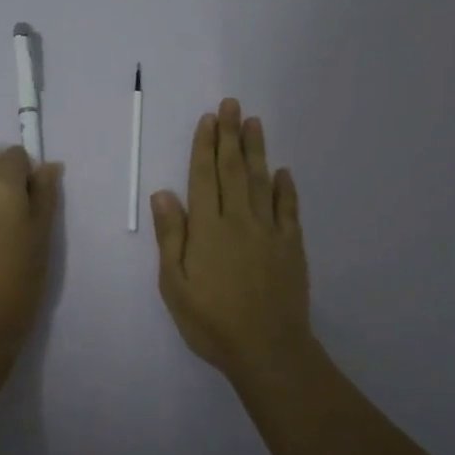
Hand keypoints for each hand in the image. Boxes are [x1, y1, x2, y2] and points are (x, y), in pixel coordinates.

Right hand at [151, 97, 310, 377]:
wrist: (268, 350)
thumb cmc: (212, 321)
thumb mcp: (175, 284)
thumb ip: (170, 237)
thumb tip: (162, 193)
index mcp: (208, 228)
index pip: (204, 177)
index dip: (205, 146)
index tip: (208, 119)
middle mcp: (239, 220)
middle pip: (233, 170)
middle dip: (230, 135)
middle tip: (231, 104)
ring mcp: (269, 232)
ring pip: (262, 181)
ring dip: (257, 150)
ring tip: (254, 122)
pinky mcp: (292, 247)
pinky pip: (289, 209)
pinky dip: (286, 188)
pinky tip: (283, 172)